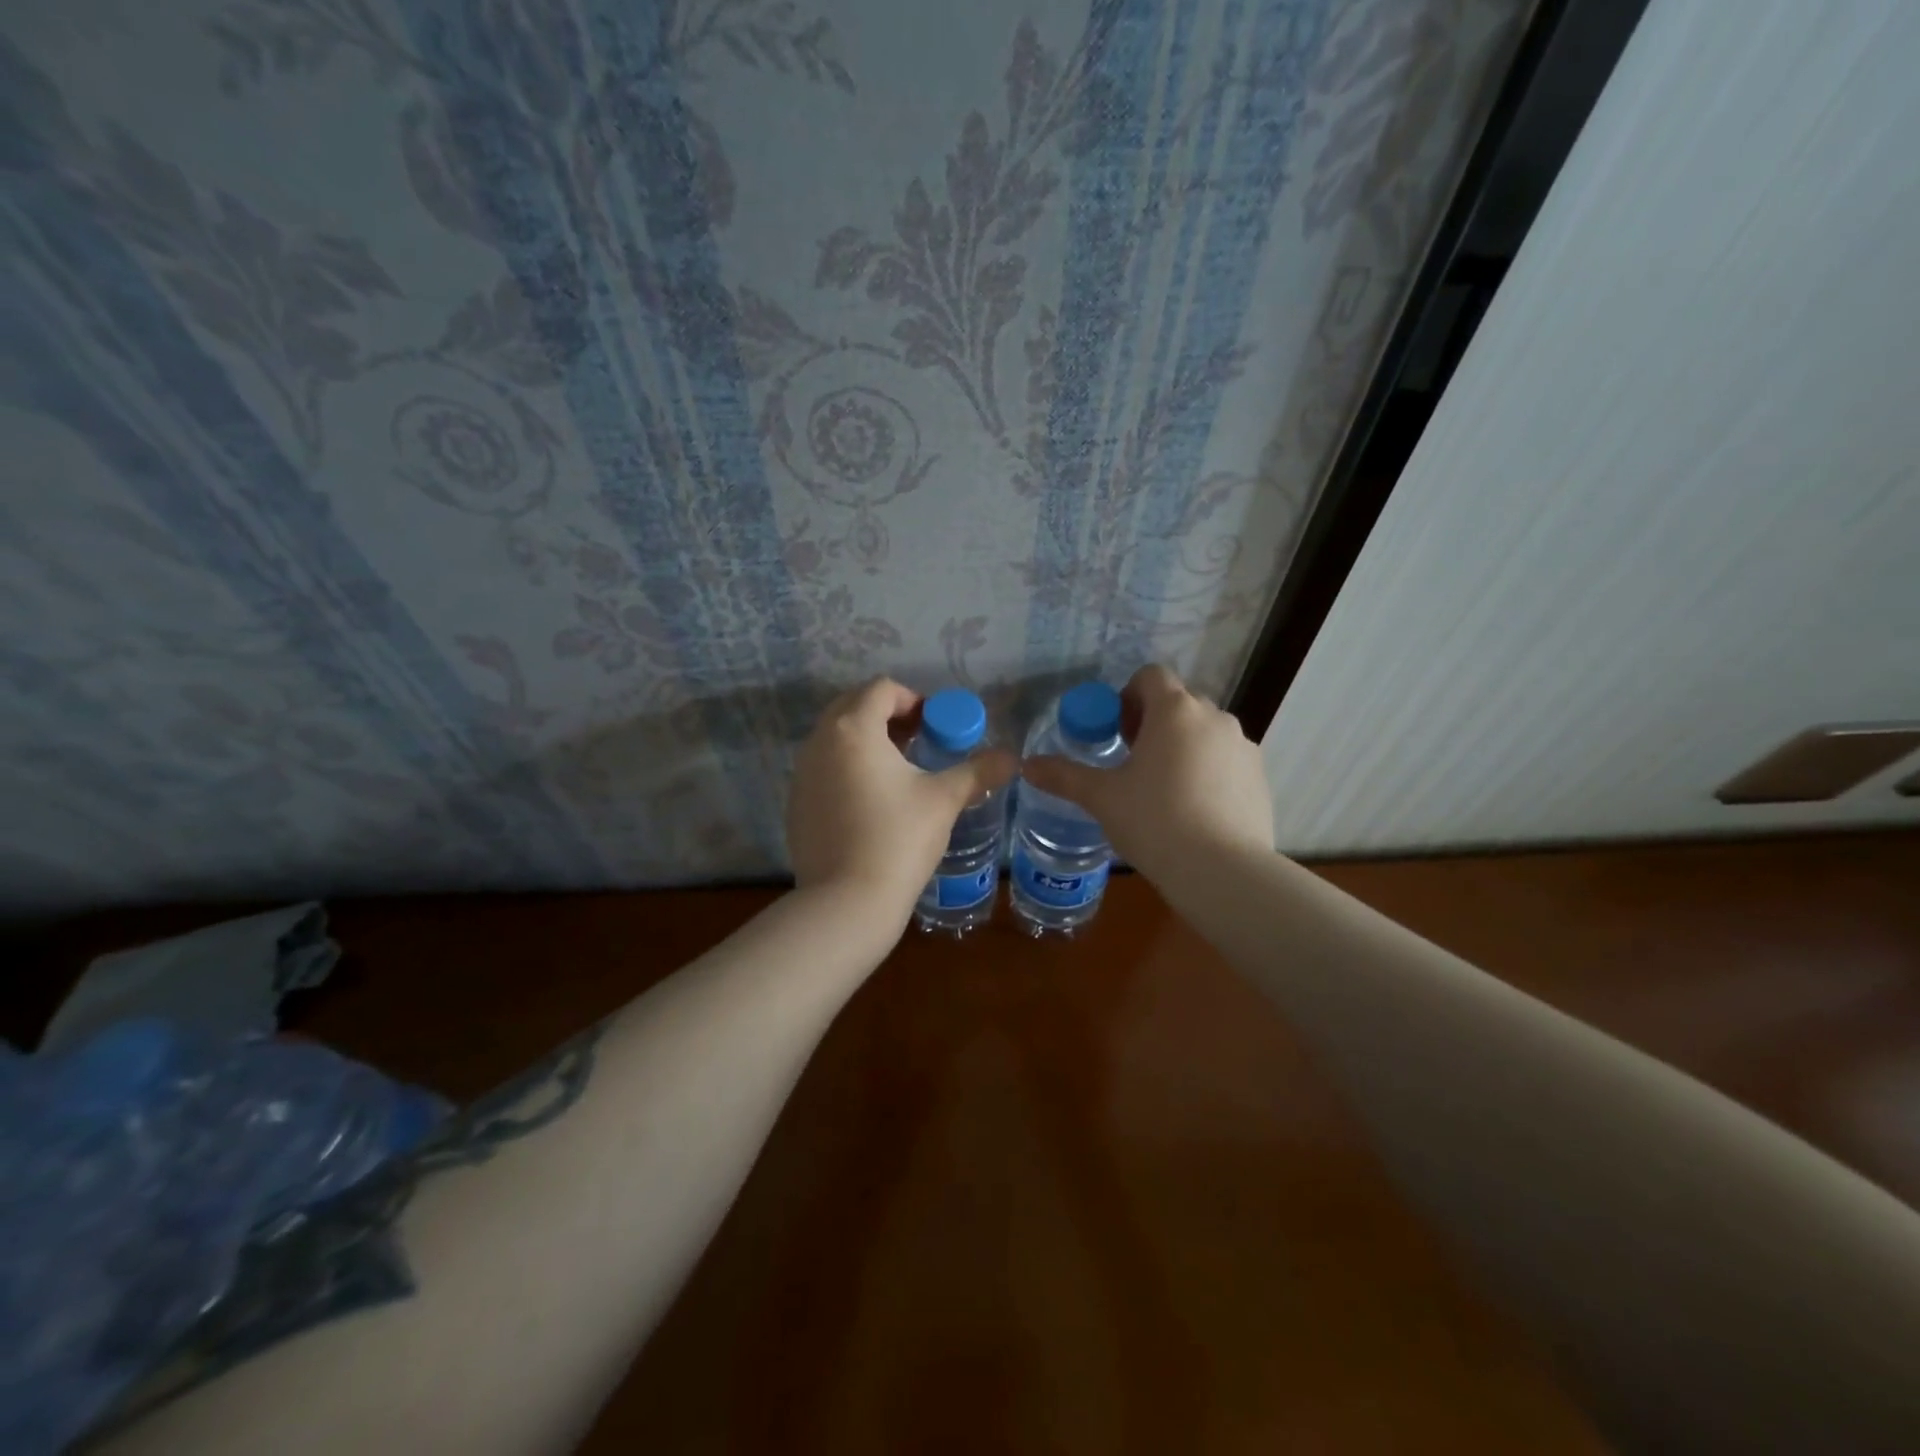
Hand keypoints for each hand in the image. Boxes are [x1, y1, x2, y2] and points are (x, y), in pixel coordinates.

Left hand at [788, 678, 1016, 925]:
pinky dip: (848, 769)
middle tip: (920, 742)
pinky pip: (823, 769)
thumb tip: (1012, 759)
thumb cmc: (899, 838)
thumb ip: (978, 771)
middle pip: (853, 706)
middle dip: (888, 716)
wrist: (847, 902)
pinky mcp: (796, 804)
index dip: (914, 700)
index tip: (936, 726)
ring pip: (836, 738)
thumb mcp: (944, 799)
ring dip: (868, 742)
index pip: (882, 689)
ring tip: (900, 771)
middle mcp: (819, 742)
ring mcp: (801, 774)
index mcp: (853, 729)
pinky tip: (872, 803)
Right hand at [1021, 664, 1273, 881]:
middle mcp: (1214, 717)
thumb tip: (1026, 766)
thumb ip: (1064, 776)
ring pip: (1205, 732)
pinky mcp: (1259, 777)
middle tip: (1133, 762)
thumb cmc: (1154, 821)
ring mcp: (1243, 746)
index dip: (1128, 697)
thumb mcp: (1102, 797)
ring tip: (1164, 790)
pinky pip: (1226, 759)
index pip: (1151, 675)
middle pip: (1178, 703)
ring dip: (1182, 746)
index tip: (1117, 733)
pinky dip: (1208, 771)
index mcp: (1175, 710)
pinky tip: (1194, 810)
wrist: (1222, 871)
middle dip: (1154, 723)